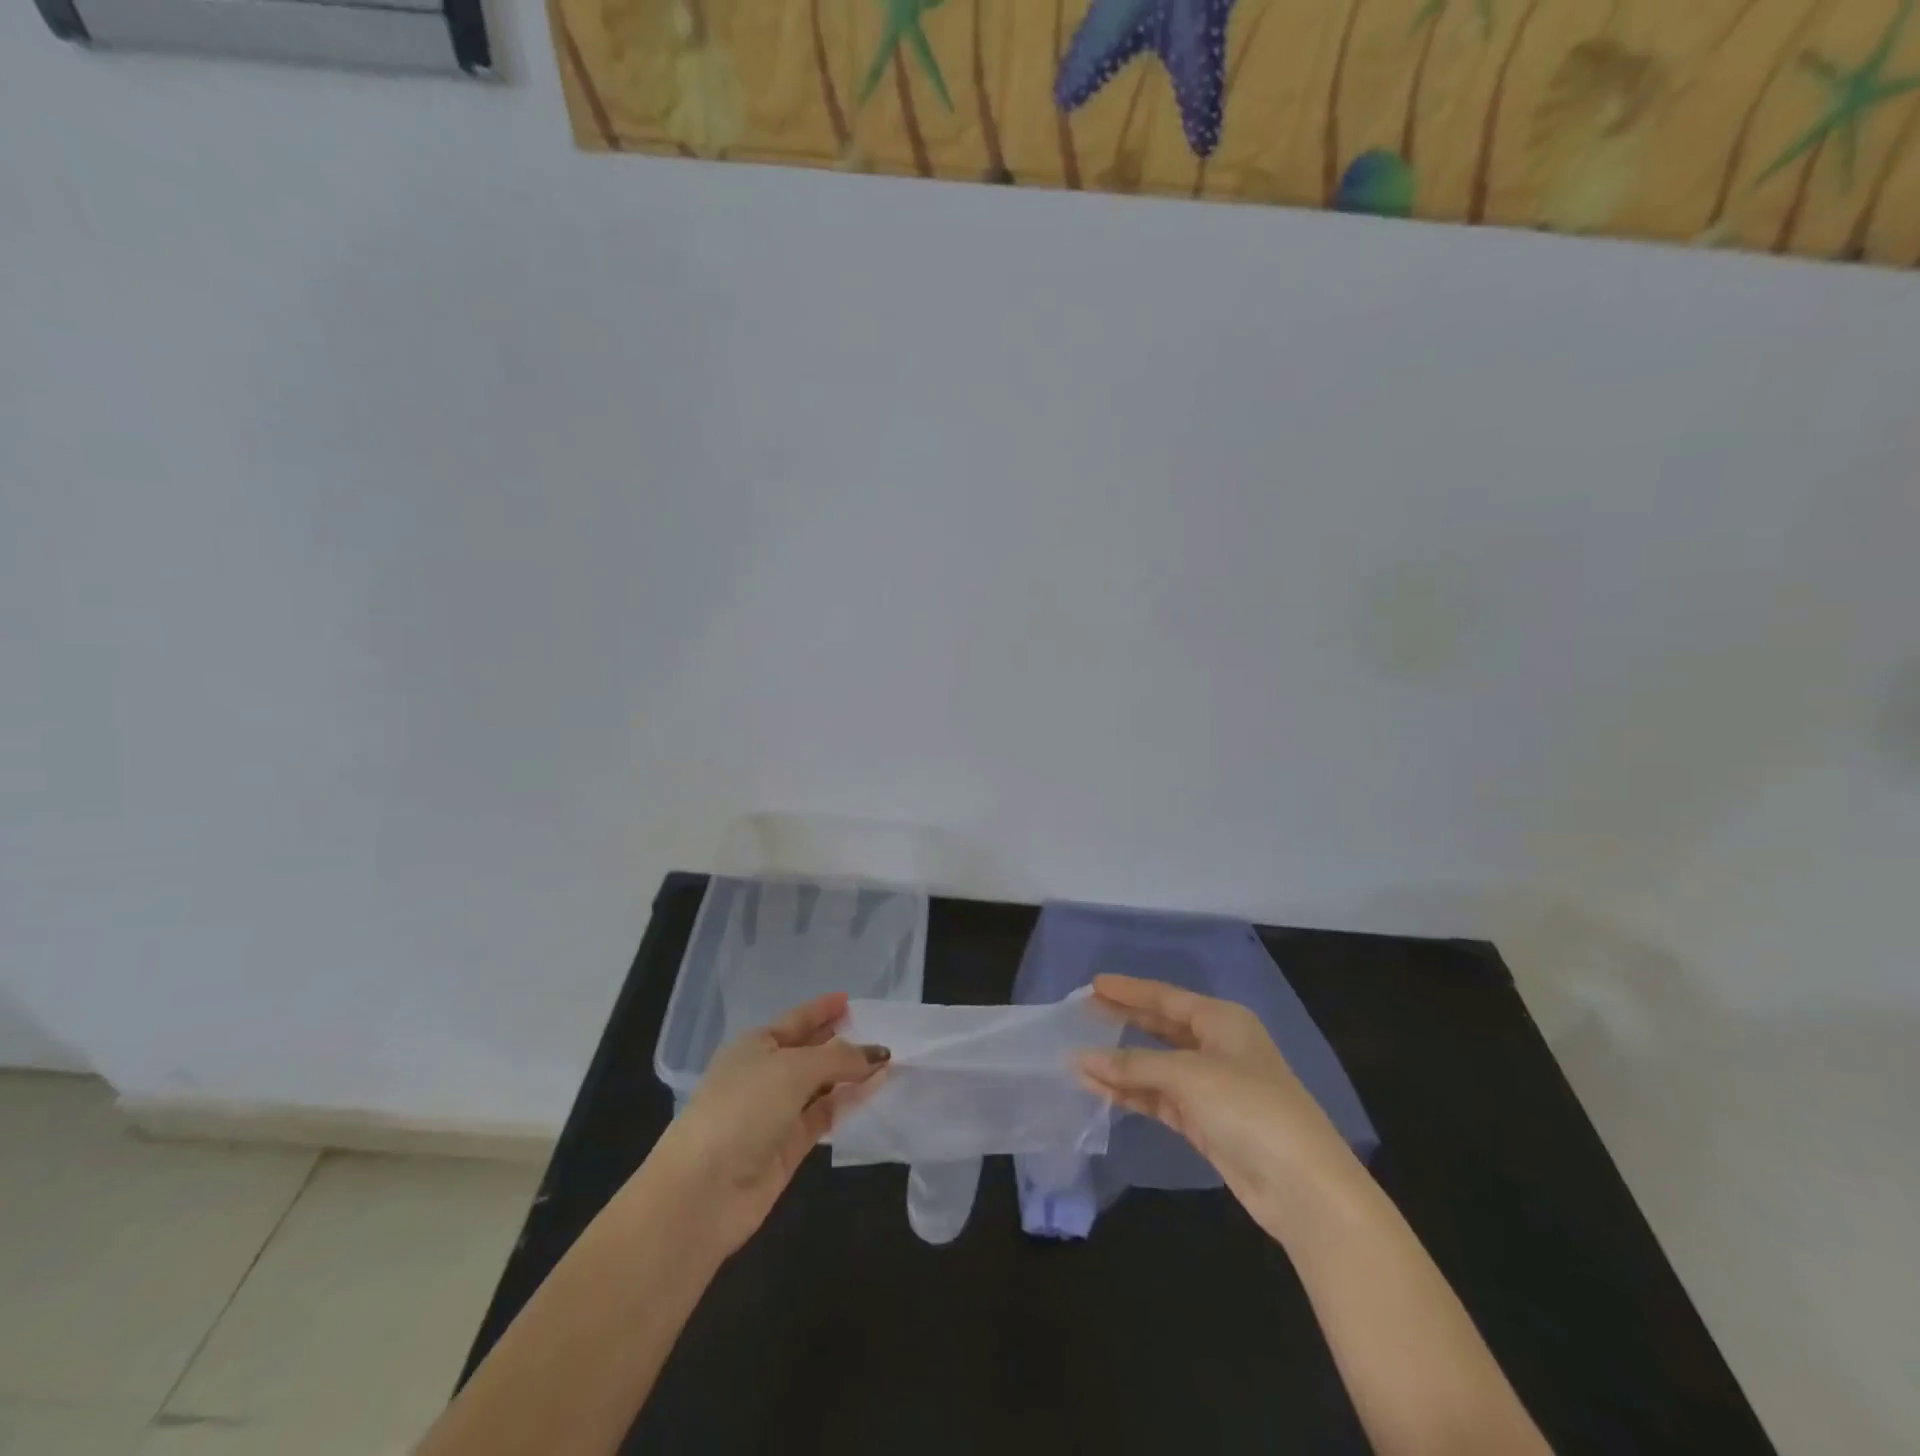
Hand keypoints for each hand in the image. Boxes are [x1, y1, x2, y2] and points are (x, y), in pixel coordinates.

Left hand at [648, 992, 888, 1255]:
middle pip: (810, 1051)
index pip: (796, 1019)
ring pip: (822, 1084)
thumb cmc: (742, 1109)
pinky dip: (849, 1101)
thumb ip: (839, 1058)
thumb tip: (879, 1054)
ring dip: (851, 1072)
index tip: (850, 999)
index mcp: (755, 1044)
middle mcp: (765, 1073)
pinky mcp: (789, 1146)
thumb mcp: (793, 1070)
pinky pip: (825, 1114)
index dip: (822, 1009)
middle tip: (881, 1028)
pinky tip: (876, 1089)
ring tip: (889, 1059)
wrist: (702, 1192)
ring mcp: (777, 1112)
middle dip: (841, 1039)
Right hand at [1077, 974, 1359, 1243]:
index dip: (1130, 991)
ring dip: (1121, 1065)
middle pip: (1161, 1028)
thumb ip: (1134, 1065)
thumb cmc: (1249, 1108)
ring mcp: (1212, 1088)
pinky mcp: (1206, 1123)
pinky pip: (1160, 1098)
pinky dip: (1132, 1094)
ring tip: (1079, 1058)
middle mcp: (1218, 1047)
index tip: (1094, 984)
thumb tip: (1083, 1059)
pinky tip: (1101, 1090)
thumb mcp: (1189, 1075)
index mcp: (1223, 1021)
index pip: (1167, 997)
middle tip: (1084, 1013)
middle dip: (1124, 1021)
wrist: (1302, 1187)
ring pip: (1157, 1067)